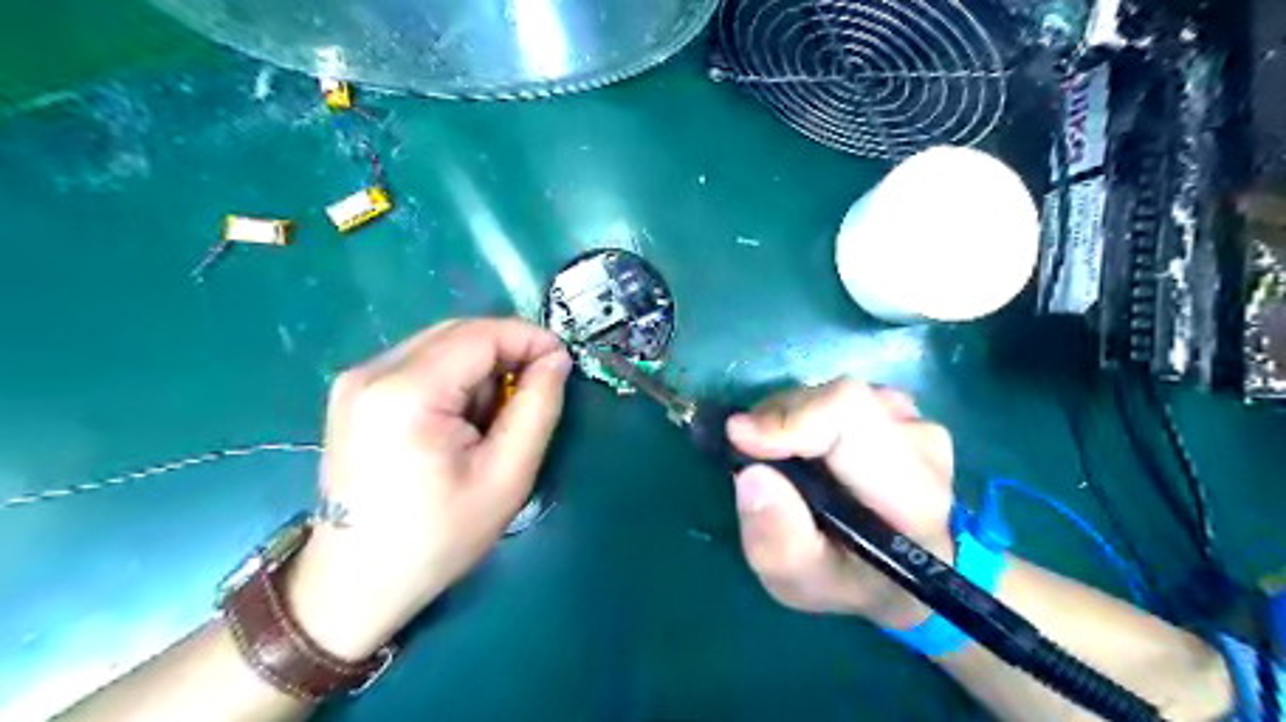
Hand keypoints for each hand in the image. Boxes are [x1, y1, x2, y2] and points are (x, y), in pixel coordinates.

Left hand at [292, 316, 576, 660]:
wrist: (355, 584)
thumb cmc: (438, 537)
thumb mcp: (507, 475)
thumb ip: (538, 407)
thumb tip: (556, 359)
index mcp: (406, 392)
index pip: (481, 335)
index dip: (530, 339)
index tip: (563, 364)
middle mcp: (372, 371)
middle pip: (459, 333)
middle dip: (507, 353)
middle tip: (535, 392)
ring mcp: (356, 380)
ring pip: (441, 346)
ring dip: (481, 369)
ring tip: (493, 419)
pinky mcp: (354, 393)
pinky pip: (421, 364)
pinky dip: (454, 380)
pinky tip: (461, 421)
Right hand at [728, 381, 947, 629]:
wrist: (896, 570)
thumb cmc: (847, 581)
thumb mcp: (799, 583)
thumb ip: (776, 542)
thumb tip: (752, 475)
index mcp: (913, 497)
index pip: (852, 417)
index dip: (791, 418)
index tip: (739, 437)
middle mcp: (924, 447)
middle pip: (839, 401)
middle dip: (781, 421)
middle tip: (752, 456)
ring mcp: (915, 420)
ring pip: (834, 395)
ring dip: (792, 420)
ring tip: (780, 460)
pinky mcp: (900, 408)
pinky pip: (838, 396)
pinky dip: (806, 416)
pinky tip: (805, 450)